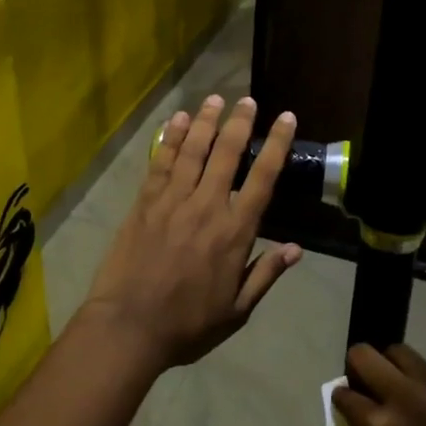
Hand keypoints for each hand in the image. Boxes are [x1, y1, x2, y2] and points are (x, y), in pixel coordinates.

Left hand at [80, 95, 302, 372]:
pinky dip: (171, 138)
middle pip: (227, 153)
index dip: (276, 144)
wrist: (129, 327)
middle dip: (240, 122)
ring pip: (193, 150)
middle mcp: (207, 206)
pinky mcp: (145, 203)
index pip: (263, 178)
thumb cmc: (188, 325)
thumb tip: (296, 248)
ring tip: (215, 98)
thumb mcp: (237, 310)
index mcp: (235, 232)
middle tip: (248, 100)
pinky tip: (178, 119)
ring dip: (206, 121)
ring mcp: (172, 201)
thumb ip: (265, 275)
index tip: (285, 118)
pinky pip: (161, 162)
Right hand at [333, 344, 425, 425]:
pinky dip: (417, 383)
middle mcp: (403, 397)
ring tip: (395, 390)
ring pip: (398, 352)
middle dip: (357, 369)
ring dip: (388, 367)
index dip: (341, 400)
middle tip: (365, 389)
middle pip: (364, 355)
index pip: (343, 393)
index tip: (346, 408)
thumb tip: (354, 422)